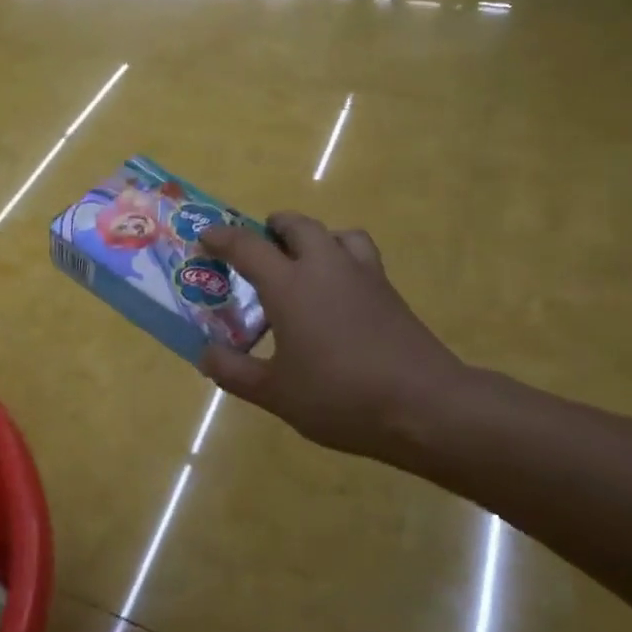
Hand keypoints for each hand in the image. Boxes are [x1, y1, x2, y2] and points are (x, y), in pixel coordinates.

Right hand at [198, 214, 471, 468]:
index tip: (206, 237)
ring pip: (337, 234)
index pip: (247, 246)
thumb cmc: (339, 395)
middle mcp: (326, 267)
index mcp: (290, 285)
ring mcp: (364, 276)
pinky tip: (337, 296)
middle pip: (298, 225)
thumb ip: (234, 371)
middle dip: (274, 228)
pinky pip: (361, 257)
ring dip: (314, 238)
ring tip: (303, 265)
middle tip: (259, 248)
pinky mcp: (390, 292)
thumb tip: (205, 354)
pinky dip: (342, 260)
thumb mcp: (275, 393)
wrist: (425, 406)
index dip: (222, 237)